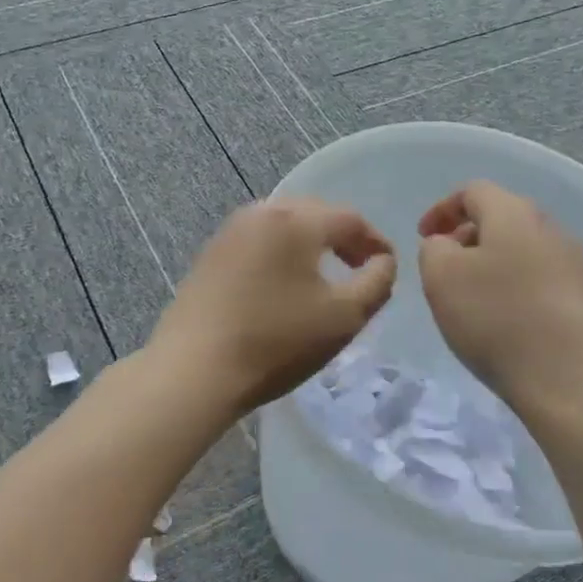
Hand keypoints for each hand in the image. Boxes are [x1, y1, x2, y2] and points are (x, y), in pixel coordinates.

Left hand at [150, 198, 396, 418]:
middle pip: (315, 213)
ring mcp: (231, 230)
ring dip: (310, 242)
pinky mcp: (211, 252)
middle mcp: (262, 212)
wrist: (194, 369)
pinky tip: (284, 281)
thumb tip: (383, 261)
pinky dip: (281, 251)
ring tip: (324, 273)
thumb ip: (377, 283)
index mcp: (296, 220)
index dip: (375, 241)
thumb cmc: (276, 342)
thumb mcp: (343, 318)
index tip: (388, 266)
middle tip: (360, 266)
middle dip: (342, 237)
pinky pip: (259, 239)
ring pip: (284, 224)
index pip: (349, 219)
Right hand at [417, 181, 582, 430]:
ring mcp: (577, 263)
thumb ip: (434, 248)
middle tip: (446, 267)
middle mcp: (551, 228)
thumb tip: (448, 245)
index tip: (422, 237)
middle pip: (502, 217)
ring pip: (525, 249)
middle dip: (468, 236)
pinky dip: (519, 288)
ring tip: (475, 298)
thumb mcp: (440, 277)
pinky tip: (509, 321)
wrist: (572, 381)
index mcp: (514, 213)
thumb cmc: (496, 319)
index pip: (473, 191)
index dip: (442, 209)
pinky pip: (544, 279)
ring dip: (495, 263)